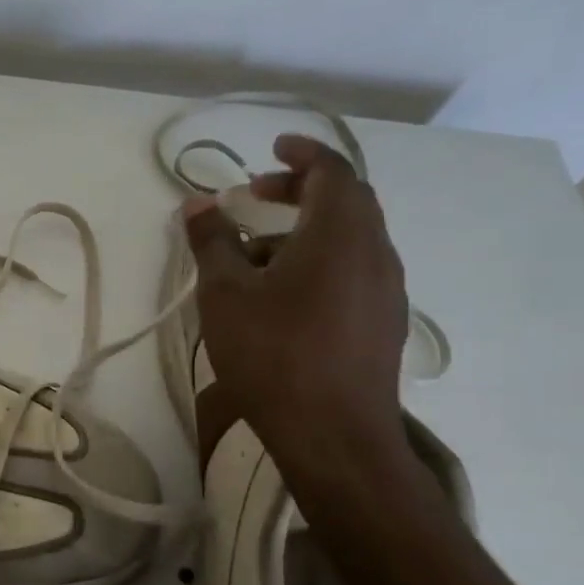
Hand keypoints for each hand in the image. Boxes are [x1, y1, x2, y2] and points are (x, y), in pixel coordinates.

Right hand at [181, 135, 407, 464]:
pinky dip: (320, 260)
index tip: (271, 148)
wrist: (335, 436)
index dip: (302, 153)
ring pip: (350, 238)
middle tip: (256, 196)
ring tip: (255, 253)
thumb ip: (212, 241)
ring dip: (306, 230)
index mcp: (341, 234)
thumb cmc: (274, 354)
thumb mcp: (226, 293)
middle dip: (301, 190)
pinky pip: (354, 270)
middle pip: (347, 201)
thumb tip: (197, 202)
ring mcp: (386, 291)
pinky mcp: (383, 323)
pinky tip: (283, 295)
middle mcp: (375, 253)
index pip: (332, 171)